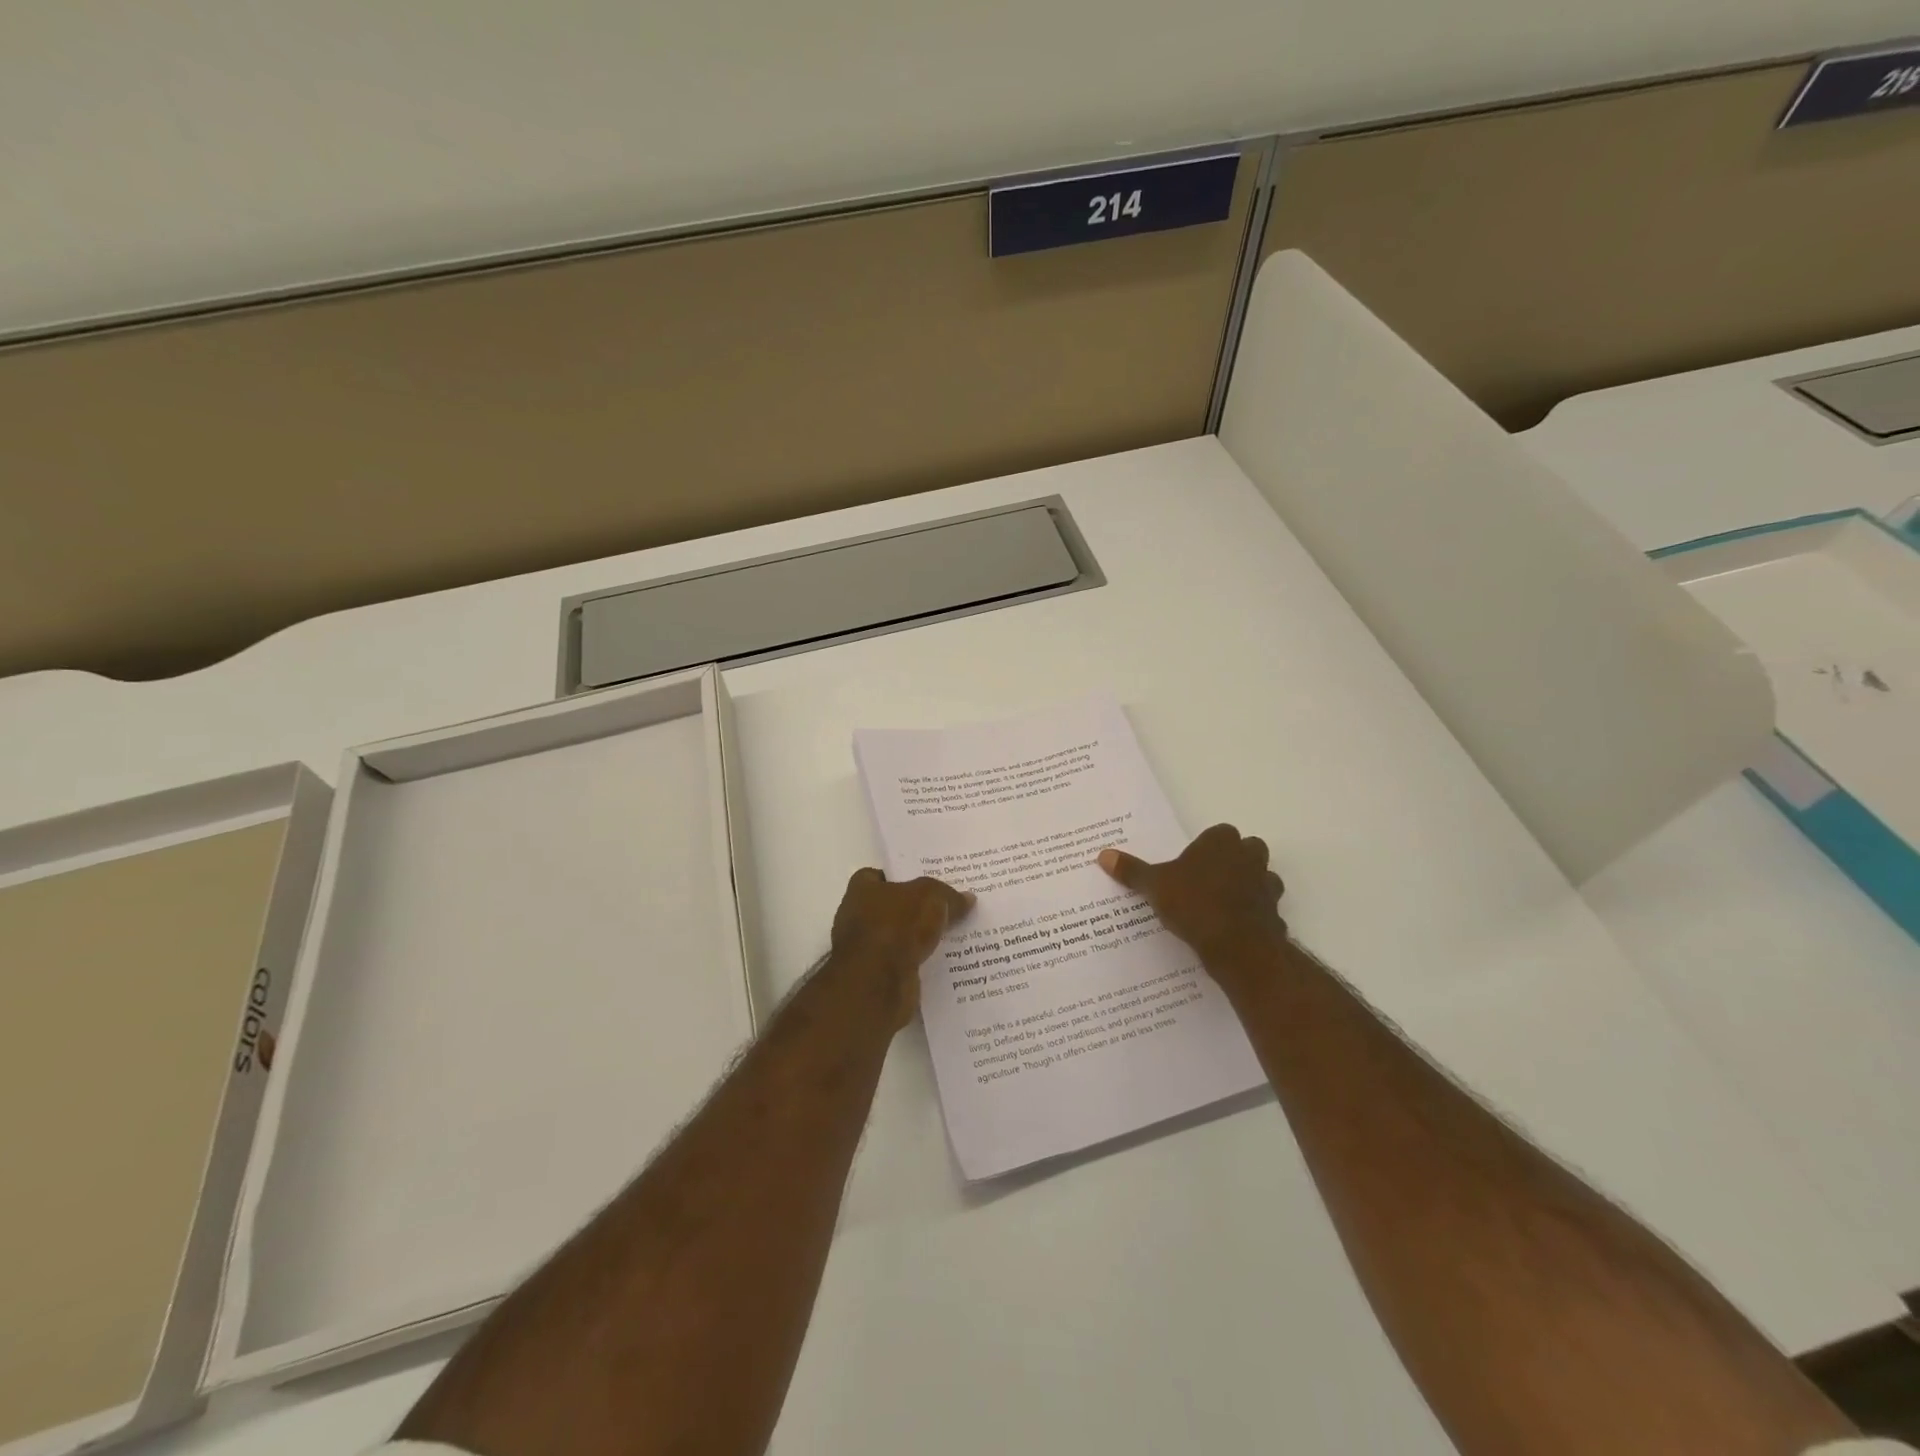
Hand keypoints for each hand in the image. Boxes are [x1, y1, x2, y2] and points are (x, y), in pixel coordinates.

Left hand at [830, 869, 975, 1027]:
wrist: (877, 984)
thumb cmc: (896, 926)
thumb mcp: (930, 897)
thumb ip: (948, 895)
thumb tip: (967, 898)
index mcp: (862, 890)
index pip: (880, 876)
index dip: (904, 876)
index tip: (930, 881)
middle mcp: (859, 917)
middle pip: (895, 907)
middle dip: (919, 908)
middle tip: (951, 905)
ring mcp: (868, 950)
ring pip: (903, 937)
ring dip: (924, 937)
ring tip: (958, 933)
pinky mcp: (880, 977)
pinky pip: (908, 963)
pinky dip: (924, 961)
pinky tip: (950, 960)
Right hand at [1097, 824, 1286, 972]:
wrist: (1237, 945)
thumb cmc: (1194, 903)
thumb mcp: (1154, 885)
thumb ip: (1132, 870)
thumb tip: (1103, 855)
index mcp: (1221, 842)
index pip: (1219, 833)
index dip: (1206, 847)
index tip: (1191, 864)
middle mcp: (1249, 857)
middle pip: (1247, 850)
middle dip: (1234, 861)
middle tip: (1207, 880)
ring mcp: (1266, 885)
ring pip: (1262, 878)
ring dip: (1249, 886)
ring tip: (1222, 905)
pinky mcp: (1275, 914)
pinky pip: (1264, 909)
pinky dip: (1254, 915)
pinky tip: (1234, 928)